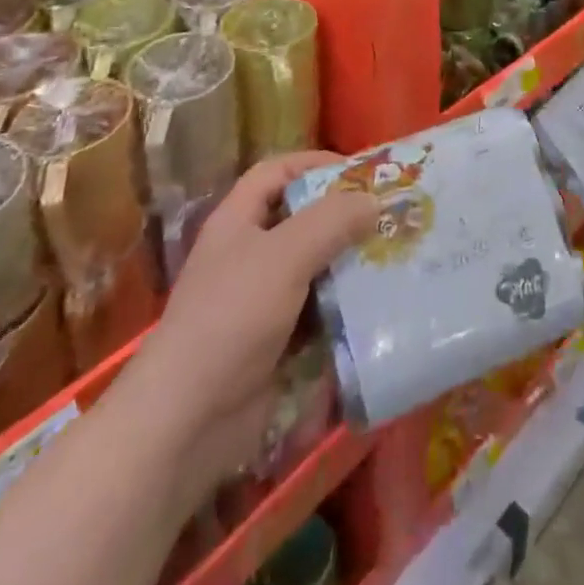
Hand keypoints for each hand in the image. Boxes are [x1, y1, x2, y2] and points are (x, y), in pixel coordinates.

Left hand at [128, 153, 375, 497]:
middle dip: (343, 217)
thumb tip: (372, 200)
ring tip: (395, 259)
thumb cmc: (231, 318)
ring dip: (349, 265)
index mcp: (238, 221)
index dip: (314, 163)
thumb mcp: (284, 256)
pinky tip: (378, 308)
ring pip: (314, 269)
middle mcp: (248, 254)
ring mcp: (261, 302)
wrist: (188, 421)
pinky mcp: (275, 344)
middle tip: (389, 217)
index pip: (276, 171)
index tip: (359, 171)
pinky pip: (317, 314)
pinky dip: (344, 310)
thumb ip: (331, 222)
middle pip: (301, 220)